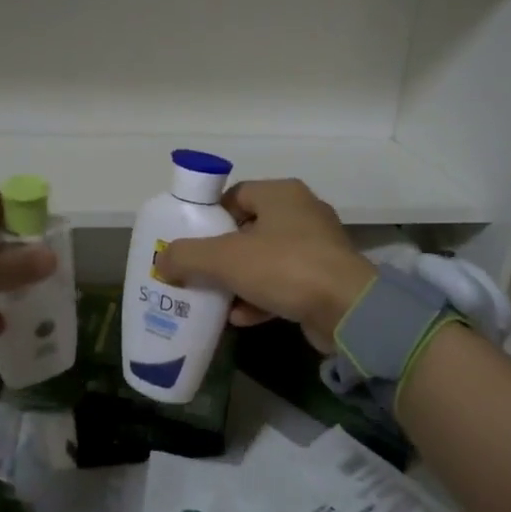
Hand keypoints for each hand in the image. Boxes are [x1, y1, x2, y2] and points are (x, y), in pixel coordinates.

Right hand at [154, 179, 375, 351]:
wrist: (348, 309)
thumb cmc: (284, 267)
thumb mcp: (224, 258)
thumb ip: (187, 256)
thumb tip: (162, 261)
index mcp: (281, 194)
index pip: (235, 195)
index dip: (210, 217)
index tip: (191, 242)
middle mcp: (302, 213)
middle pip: (249, 229)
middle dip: (221, 253)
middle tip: (198, 271)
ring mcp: (318, 247)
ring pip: (266, 259)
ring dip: (239, 279)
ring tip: (215, 298)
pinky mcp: (326, 279)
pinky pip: (284, 284)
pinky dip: (261, 298)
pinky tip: (240, 317)